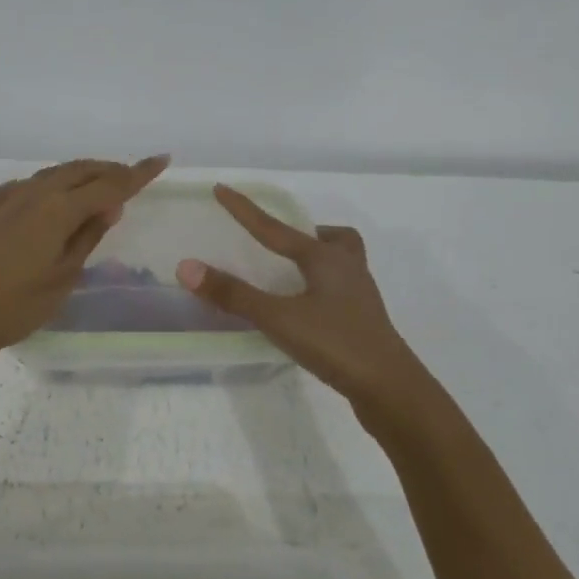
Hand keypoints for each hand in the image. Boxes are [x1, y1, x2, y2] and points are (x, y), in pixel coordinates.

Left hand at [0, 155, 169, 366]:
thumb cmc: (17, 305)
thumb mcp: (64, 276)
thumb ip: (88, 236)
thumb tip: (110, 205)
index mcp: (58, 209)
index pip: (108, 184)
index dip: (137, 173)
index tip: (161, 159)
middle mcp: (34, 193)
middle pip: (80, 170)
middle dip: (110, 170)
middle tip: (133, 176)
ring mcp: (8, 198)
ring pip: (53, 174)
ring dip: (81, 174)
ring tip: (100, 185)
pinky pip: (28, 186)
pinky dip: (50, 186)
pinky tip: (52, 199)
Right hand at [176, 186, 436, 423]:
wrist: (391, 389)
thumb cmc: (335, 343)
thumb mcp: (278, 317)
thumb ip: (234, 294)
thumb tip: (187, 267)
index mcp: (325, 258)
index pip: (275, 228)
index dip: (244, 210)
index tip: (221, 189)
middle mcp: (347, 269)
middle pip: (331, 238)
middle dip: (305, 233)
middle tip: (280, 242)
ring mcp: (360, 296)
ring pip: (343, 262)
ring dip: (320, 259)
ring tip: (293, 273)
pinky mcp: (364, 322)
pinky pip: (342, 290)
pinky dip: (323, 288)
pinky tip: (307, 309)